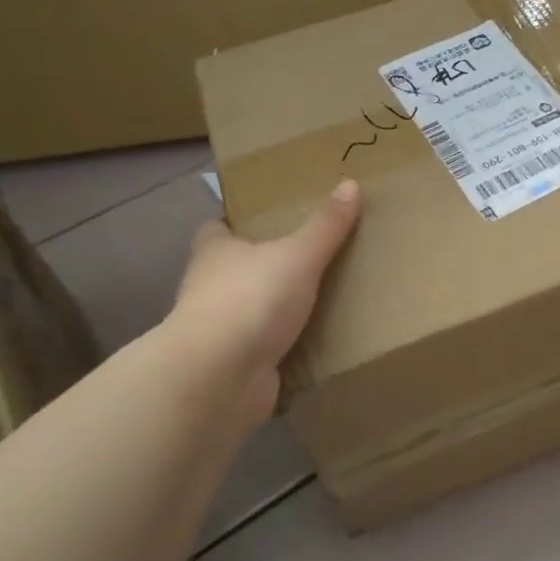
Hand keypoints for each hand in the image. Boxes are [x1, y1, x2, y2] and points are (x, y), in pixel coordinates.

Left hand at [169, 180, 361, 428]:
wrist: (219, 377)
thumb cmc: (251, 299)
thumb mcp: (298, 255)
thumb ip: (325, 225)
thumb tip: (351, 183)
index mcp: (215, 253)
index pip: (217, 229)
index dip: (235, 223)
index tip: (263, 219)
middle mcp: (209, 289)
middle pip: (233, 270)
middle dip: (261, 266)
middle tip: (305, 256)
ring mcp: (219, 332)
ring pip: (249, 312)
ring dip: (273, 310)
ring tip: (319, 299)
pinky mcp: (233, 368)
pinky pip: (263, 351)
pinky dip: (282, 349)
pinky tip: (312, 345)